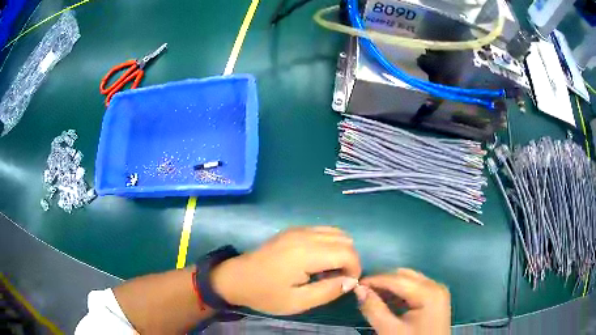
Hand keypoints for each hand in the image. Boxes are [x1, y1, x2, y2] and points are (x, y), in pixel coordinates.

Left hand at [211, 226, 361, 314]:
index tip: (346, 285)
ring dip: (341, 251)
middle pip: (345, 239)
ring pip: (337, 232)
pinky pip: (324, 231)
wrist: (236, 278)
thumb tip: (351, 281)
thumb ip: (328, 291)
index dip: (355, 269)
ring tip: (328, 271)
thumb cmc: (265, 293)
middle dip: (350, 260)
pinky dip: (330, 244)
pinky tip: (318, 261)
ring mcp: (299, 229)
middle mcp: (305, 235)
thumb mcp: (297, 302)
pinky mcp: (294, 229)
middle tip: (338, 280)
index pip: (348, 253)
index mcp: (306, 253)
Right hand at [355, 269, 450, 334]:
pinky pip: (416, 288)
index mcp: (428, 293)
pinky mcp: (436, 298)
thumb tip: (359, 289)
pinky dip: (400, 292)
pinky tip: (388, 300)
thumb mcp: (390, 330)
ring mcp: (438, 291)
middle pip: (405, 276)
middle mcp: (436, 286)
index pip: (397, 279)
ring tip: (372, 294)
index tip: (355, 283)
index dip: (375, 280)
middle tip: (363, 290)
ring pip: (410, 280)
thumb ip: (374, 309)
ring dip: (391, 285)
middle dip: (383, 281)